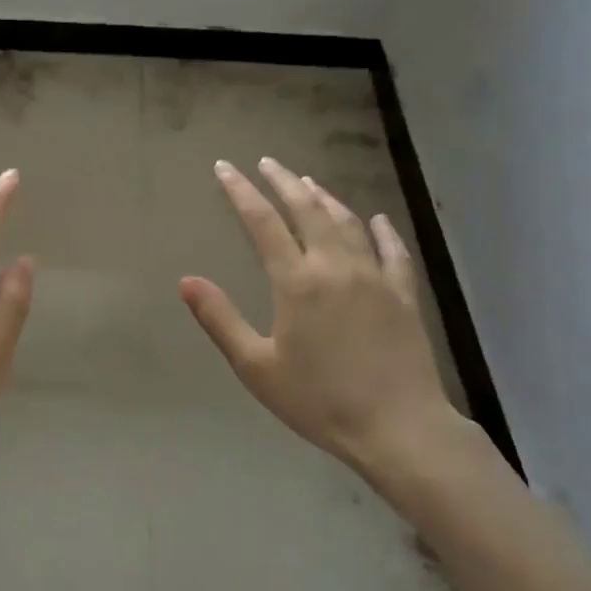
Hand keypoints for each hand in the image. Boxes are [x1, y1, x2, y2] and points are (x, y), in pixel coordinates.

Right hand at [180, 158, 482, 482]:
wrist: (398, 428)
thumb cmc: (319, 401)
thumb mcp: (257, 367)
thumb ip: (221, 320)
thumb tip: (186, 280)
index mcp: (297, 282)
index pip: (263, 223)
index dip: (241, 191)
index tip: (225, 168)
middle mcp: (336, 267)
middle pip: (308, 210)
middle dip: (284, 182)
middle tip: (268, 162)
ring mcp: (375, 278)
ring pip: (348, 223)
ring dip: (326, 198)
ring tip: (309, 182)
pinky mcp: (404, 295)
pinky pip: (393, 252)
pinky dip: (383, 230)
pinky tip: (377, 219)